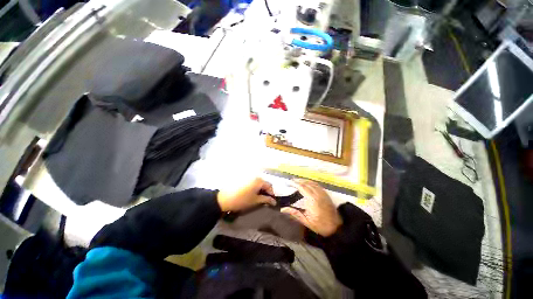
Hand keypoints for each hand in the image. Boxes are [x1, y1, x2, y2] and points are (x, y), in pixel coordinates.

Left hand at [217, 178, 276, 211]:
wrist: (225, 199)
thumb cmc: (242, 200)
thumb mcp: (255, 200)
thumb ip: (266, 200)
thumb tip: (274, 201)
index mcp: (259, 180)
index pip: (269, 185)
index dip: (271, 193)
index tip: (271, 201)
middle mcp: (254, 176)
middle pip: (264, 183)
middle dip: (266, 191)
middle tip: (265, 200)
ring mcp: (248, 177)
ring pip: (258, 182)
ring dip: (260, 189)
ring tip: (258, 197)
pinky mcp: (243, 178)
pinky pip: (252, 182)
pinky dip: (255, 187)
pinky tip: (252, 193)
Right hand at [281, 179, 341, 236]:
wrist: (337, 228)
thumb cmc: (320, 225)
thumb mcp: (306, 221)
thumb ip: (294, 213)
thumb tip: (282, 209)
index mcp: (312, 200)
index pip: (302, 187)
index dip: (295, 184)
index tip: (288, 183)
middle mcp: (318, 194)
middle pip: (307, 183)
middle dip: (298, 181)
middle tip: (291, 181)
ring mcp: (323, 193)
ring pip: (312, 183)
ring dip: (304, 180)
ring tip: (297, 181)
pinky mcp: (326, 194)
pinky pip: (317, 185)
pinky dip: (310, 182)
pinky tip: (307, 183)